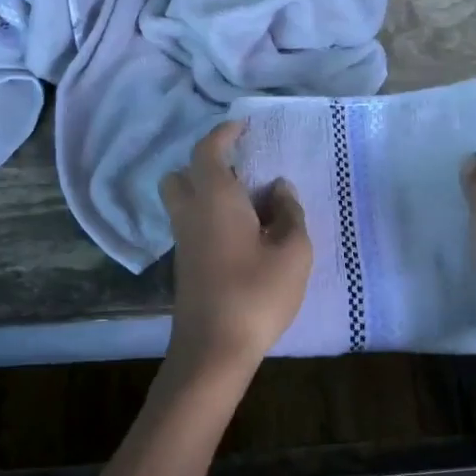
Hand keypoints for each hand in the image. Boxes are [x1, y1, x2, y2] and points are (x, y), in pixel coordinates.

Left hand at [161, 121, 312, 373]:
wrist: (214, 348)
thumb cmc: (257, 294)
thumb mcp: (293, 252)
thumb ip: (290, 213)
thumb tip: (280, 189)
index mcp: (214, 199)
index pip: (208, 151)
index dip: (223, 134)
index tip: (242, 126)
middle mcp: (190, 213)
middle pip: (182, 174)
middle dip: (206, 164)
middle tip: (242, 172)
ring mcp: (182, 241)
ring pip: (183, 201)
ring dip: (207, 192)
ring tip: (249, 205)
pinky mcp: (184, 264)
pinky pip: (191, 224)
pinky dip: (209, 216)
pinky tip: (242, 235)